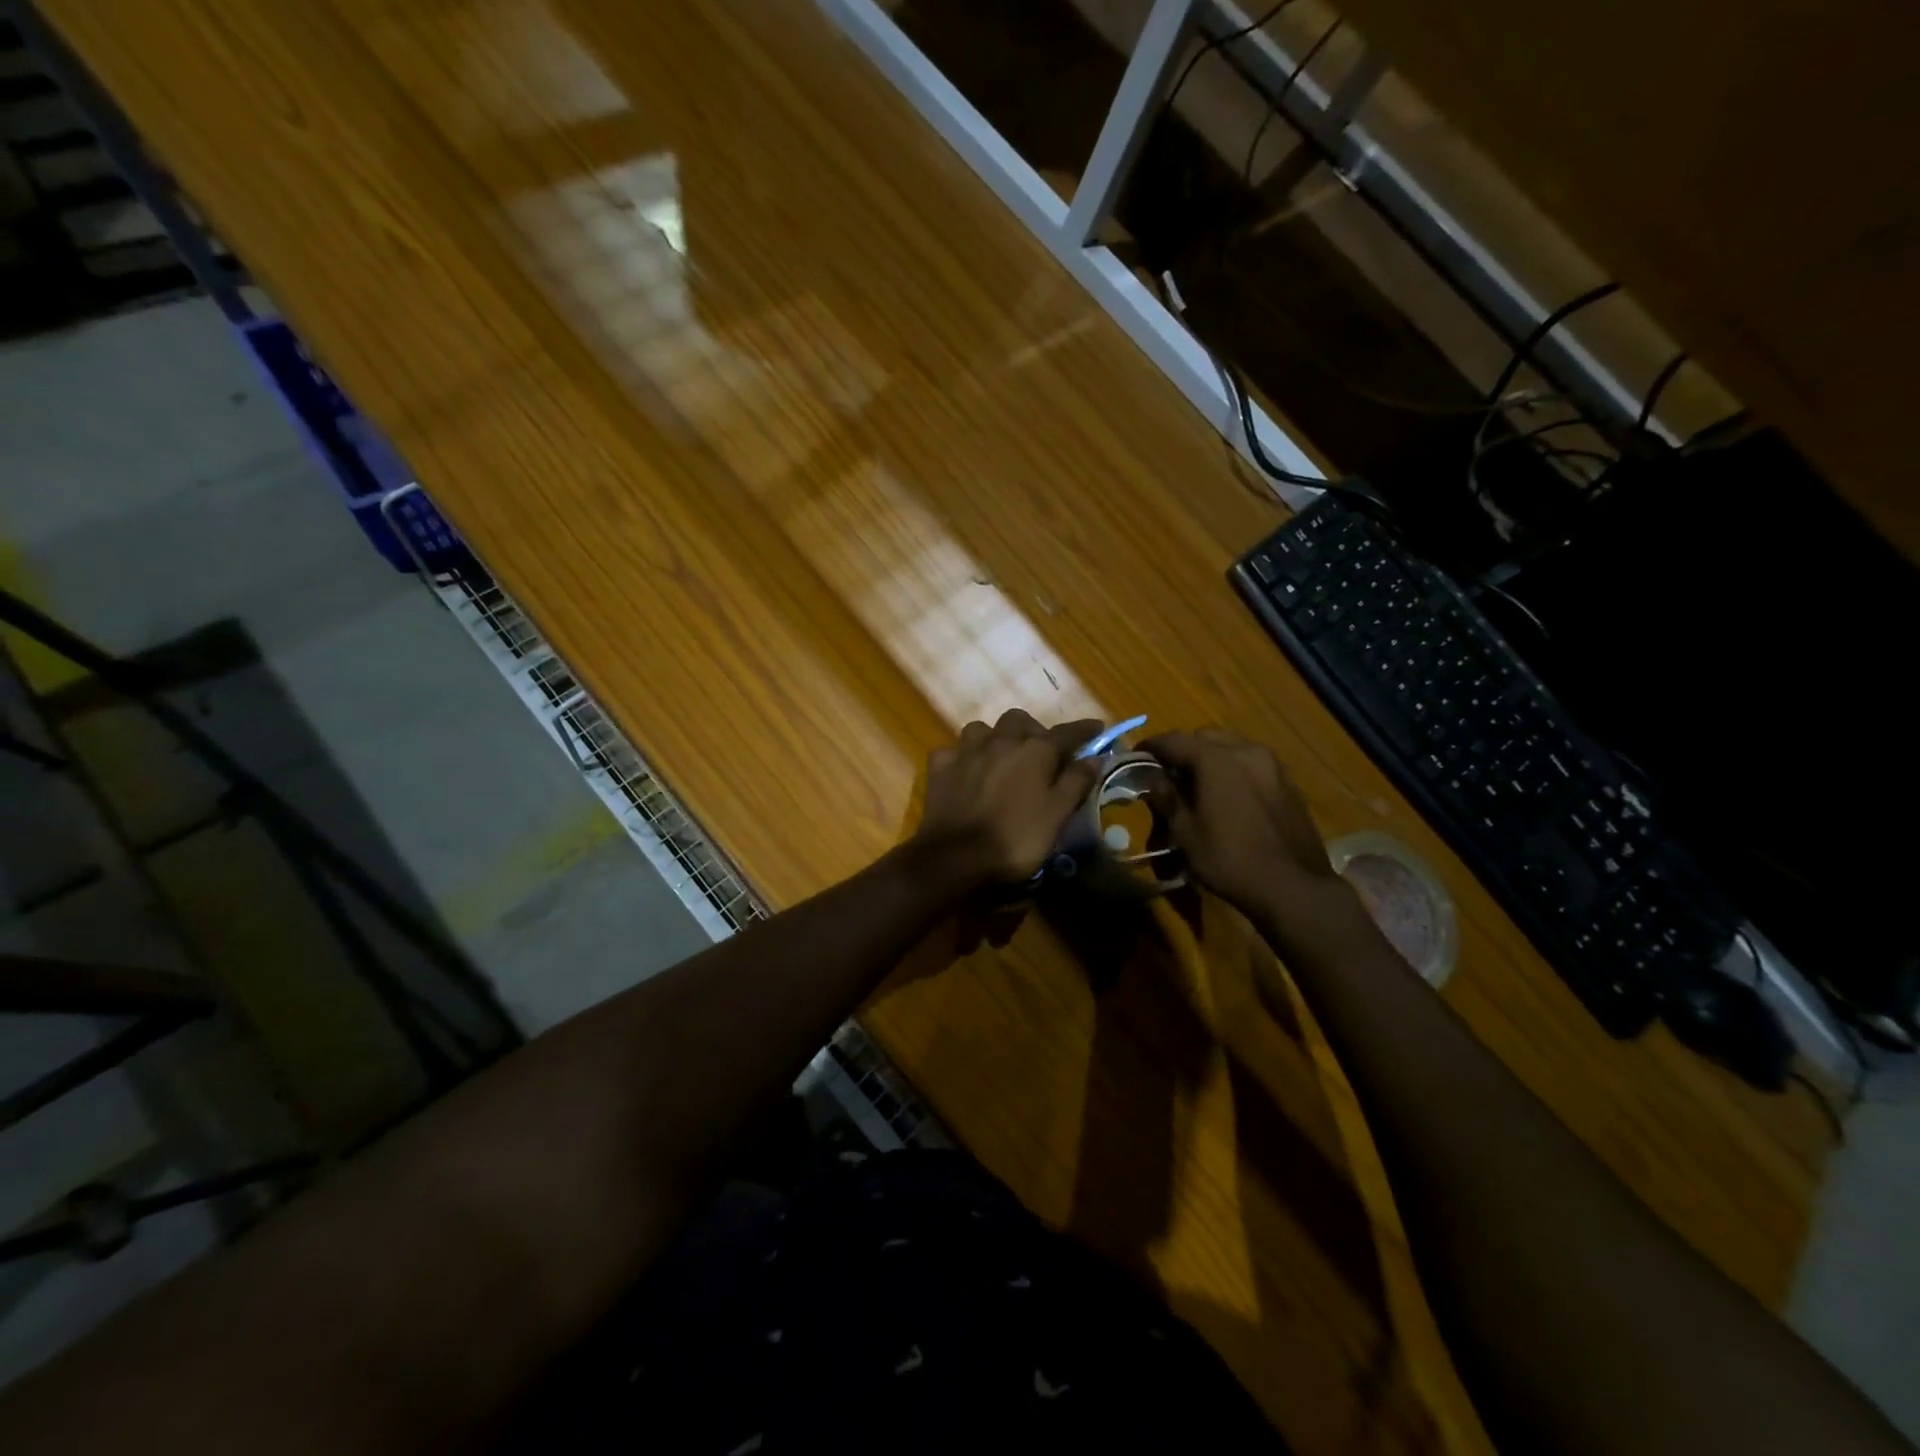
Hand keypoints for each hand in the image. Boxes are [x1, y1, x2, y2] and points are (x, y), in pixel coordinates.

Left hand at [914, 710, 1099, 887]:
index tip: (1097, 729)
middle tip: (1041, 753)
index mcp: (1034, 750)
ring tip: (1001, 759)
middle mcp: (1000, 741)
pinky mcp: (940, 767)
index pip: (1067, 732)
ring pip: (983, 730)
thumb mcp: (1057, 814)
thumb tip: (1094, 757)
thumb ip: (1076, 782)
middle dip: (1033, 731)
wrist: (957, 858)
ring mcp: (966, 751)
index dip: (1084, 730)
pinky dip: (964, 758)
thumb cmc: (1016, 838)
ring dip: (995, 739)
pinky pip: (954, 751)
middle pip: (1020, 720)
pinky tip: (966, 773)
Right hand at [1141, 728, 1336, 914]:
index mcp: (1216, 760)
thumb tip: (1153, 781)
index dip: (1151, 747)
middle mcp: (1246, 751)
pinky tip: (1229, 797)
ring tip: (1200, 785)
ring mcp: (1272, 765)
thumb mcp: (1186, 833)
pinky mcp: (1288, 782)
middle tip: (1170, 775)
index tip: (1136, 757)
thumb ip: (1167, 799)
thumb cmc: (1230, 859)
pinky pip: (1252, 763)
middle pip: (1205, 737)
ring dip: (1211, 758)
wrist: (1293, 886)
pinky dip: (1234, 769)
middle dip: (1184, 750)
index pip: (1174, 740)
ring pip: (1232, 747)